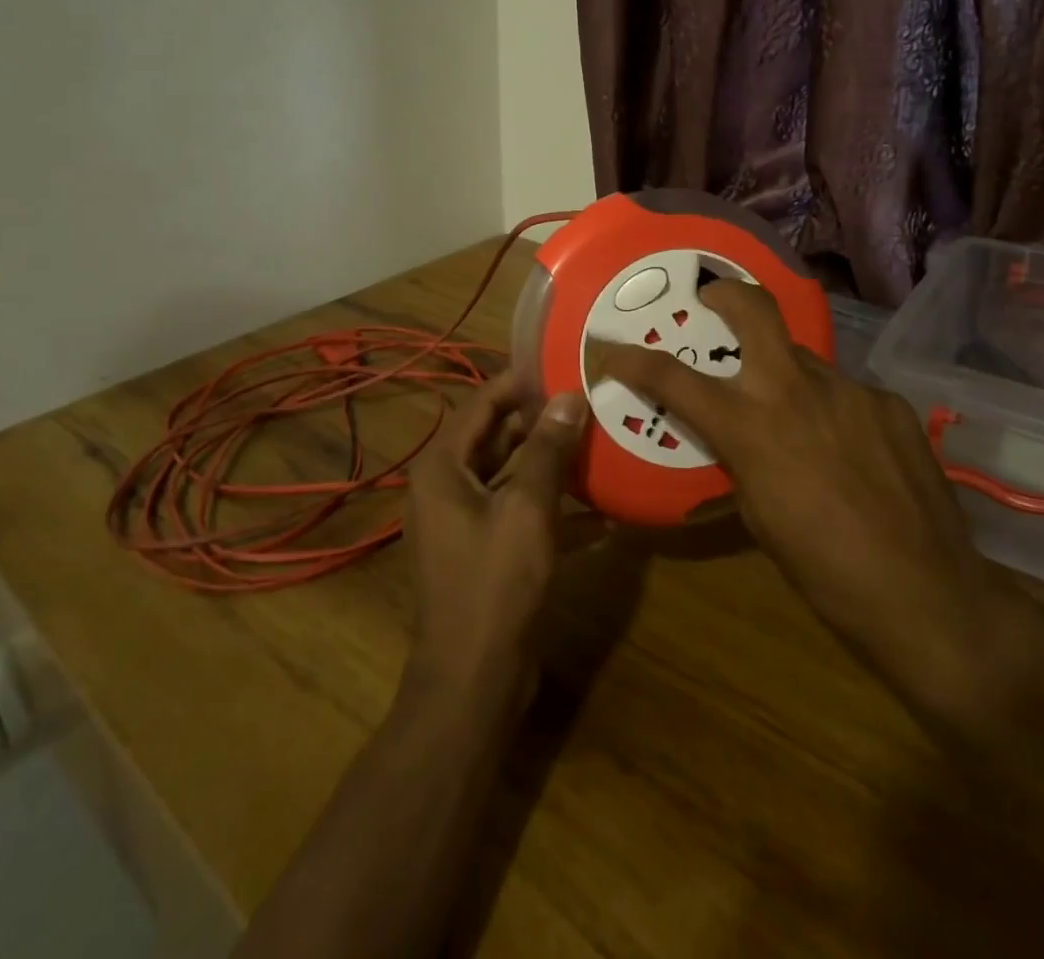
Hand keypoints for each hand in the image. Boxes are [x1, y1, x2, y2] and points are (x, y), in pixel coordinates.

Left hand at [403, 376, 589, 708]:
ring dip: (549, 464)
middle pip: (495, 438)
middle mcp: (446, 487)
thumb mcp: (527, 509)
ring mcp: (463, 522)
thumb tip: (569, 397)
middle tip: (587, 401)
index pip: (481, 404)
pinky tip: (600, 514)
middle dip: (539, 422)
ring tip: (597, 443)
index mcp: (443, 467)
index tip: (560, 364)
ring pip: (509, 476)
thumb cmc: (495, 584)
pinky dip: (551, 508)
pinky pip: (518, 513)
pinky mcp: (484, 551)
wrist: (473, 680)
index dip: (519, 382)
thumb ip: (547, 450)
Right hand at [592, 281, 1016, 711]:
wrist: (927, 595)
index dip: (632, 359)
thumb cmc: (823, 571)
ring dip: (787, 378)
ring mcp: (849, 390)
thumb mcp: (757, 514)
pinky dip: (833, 412)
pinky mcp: (890, 404)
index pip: (672, 378)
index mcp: (750, 426)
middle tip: (712, 300)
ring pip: (803, 360)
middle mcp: (795, 390)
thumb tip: (738, 435)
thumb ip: (740, 457)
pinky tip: (850, 453)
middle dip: (725, 294)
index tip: (610, 348)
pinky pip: (846, 395)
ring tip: (799, 421)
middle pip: (754, 310)